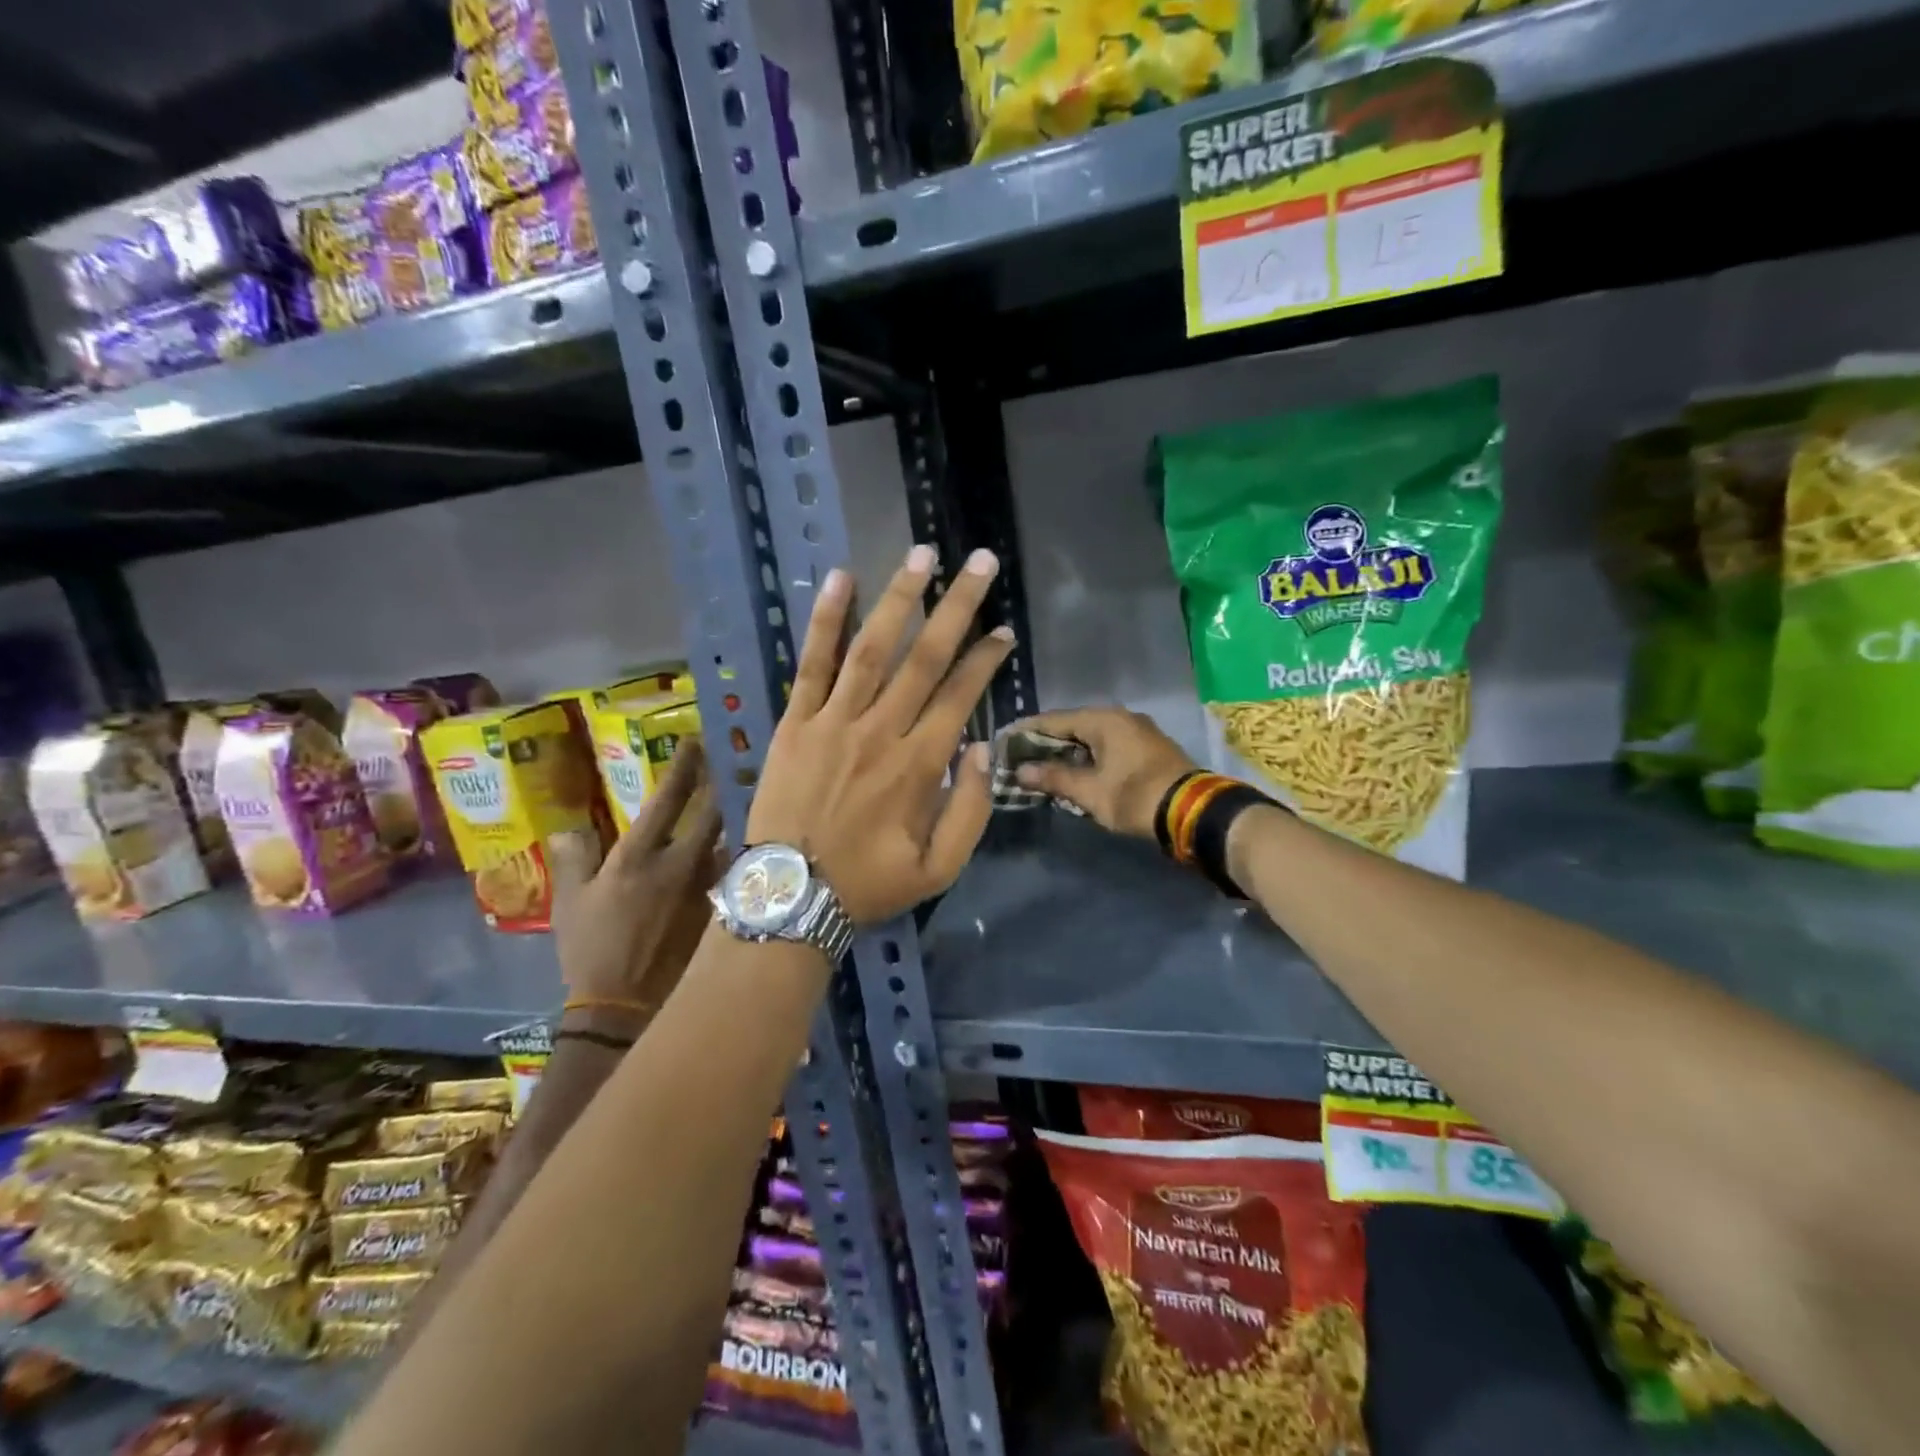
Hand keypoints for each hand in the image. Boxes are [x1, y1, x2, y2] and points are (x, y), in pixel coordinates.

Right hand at [551, 737, 723, 1035]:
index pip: (667, 799)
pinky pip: (738, 872)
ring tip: (749, 802)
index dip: (683, 767)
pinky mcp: (724, 908)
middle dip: (722, 785)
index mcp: (638, 857)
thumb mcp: (569, 903)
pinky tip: (752, 853)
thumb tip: (568, 827)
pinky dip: (742, 857)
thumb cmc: (591, 952)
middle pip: (713, 811)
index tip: (695, 741)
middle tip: (730, 766)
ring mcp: (708, 886)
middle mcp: (681, 864)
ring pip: (733, 840)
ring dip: (737, 821)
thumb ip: (572, 859)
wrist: (624, 1007)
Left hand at [746, 545, 1012, 924]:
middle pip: (924, 657)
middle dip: (956, 606)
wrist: (788, 896)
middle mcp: (880, 730)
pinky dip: (825, 620)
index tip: (1004, 630)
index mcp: (917, 765)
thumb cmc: (868, 883)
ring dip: (899, 598)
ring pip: (872, 648)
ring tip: (922, 555)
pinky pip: (811, 663)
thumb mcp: (938, 868)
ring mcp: (833, 721)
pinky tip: (839, 579)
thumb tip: (981, 748)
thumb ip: (969, 809)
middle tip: (979, 562)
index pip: (959, 696)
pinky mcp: (795, 721)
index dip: (985, 659)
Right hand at [1009, 707, 1197, 839]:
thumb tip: (1021, 771)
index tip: (1005, 740)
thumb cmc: (1135, 796)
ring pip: (1092, 736)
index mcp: (1103, 720)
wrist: (1194, 811)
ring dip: (1069, 750)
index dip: (1027, 730)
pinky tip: (1077, 770)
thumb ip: (1054, 778)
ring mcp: (1138, 730)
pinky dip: (1089, 755)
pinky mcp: (1149, 747)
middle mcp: (1120, 717)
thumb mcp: (1090, 791)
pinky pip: (1109, 744)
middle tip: (1021, 756)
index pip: (1054, 720)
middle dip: (1047, 742)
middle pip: (1073, 726)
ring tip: (1044, 765)